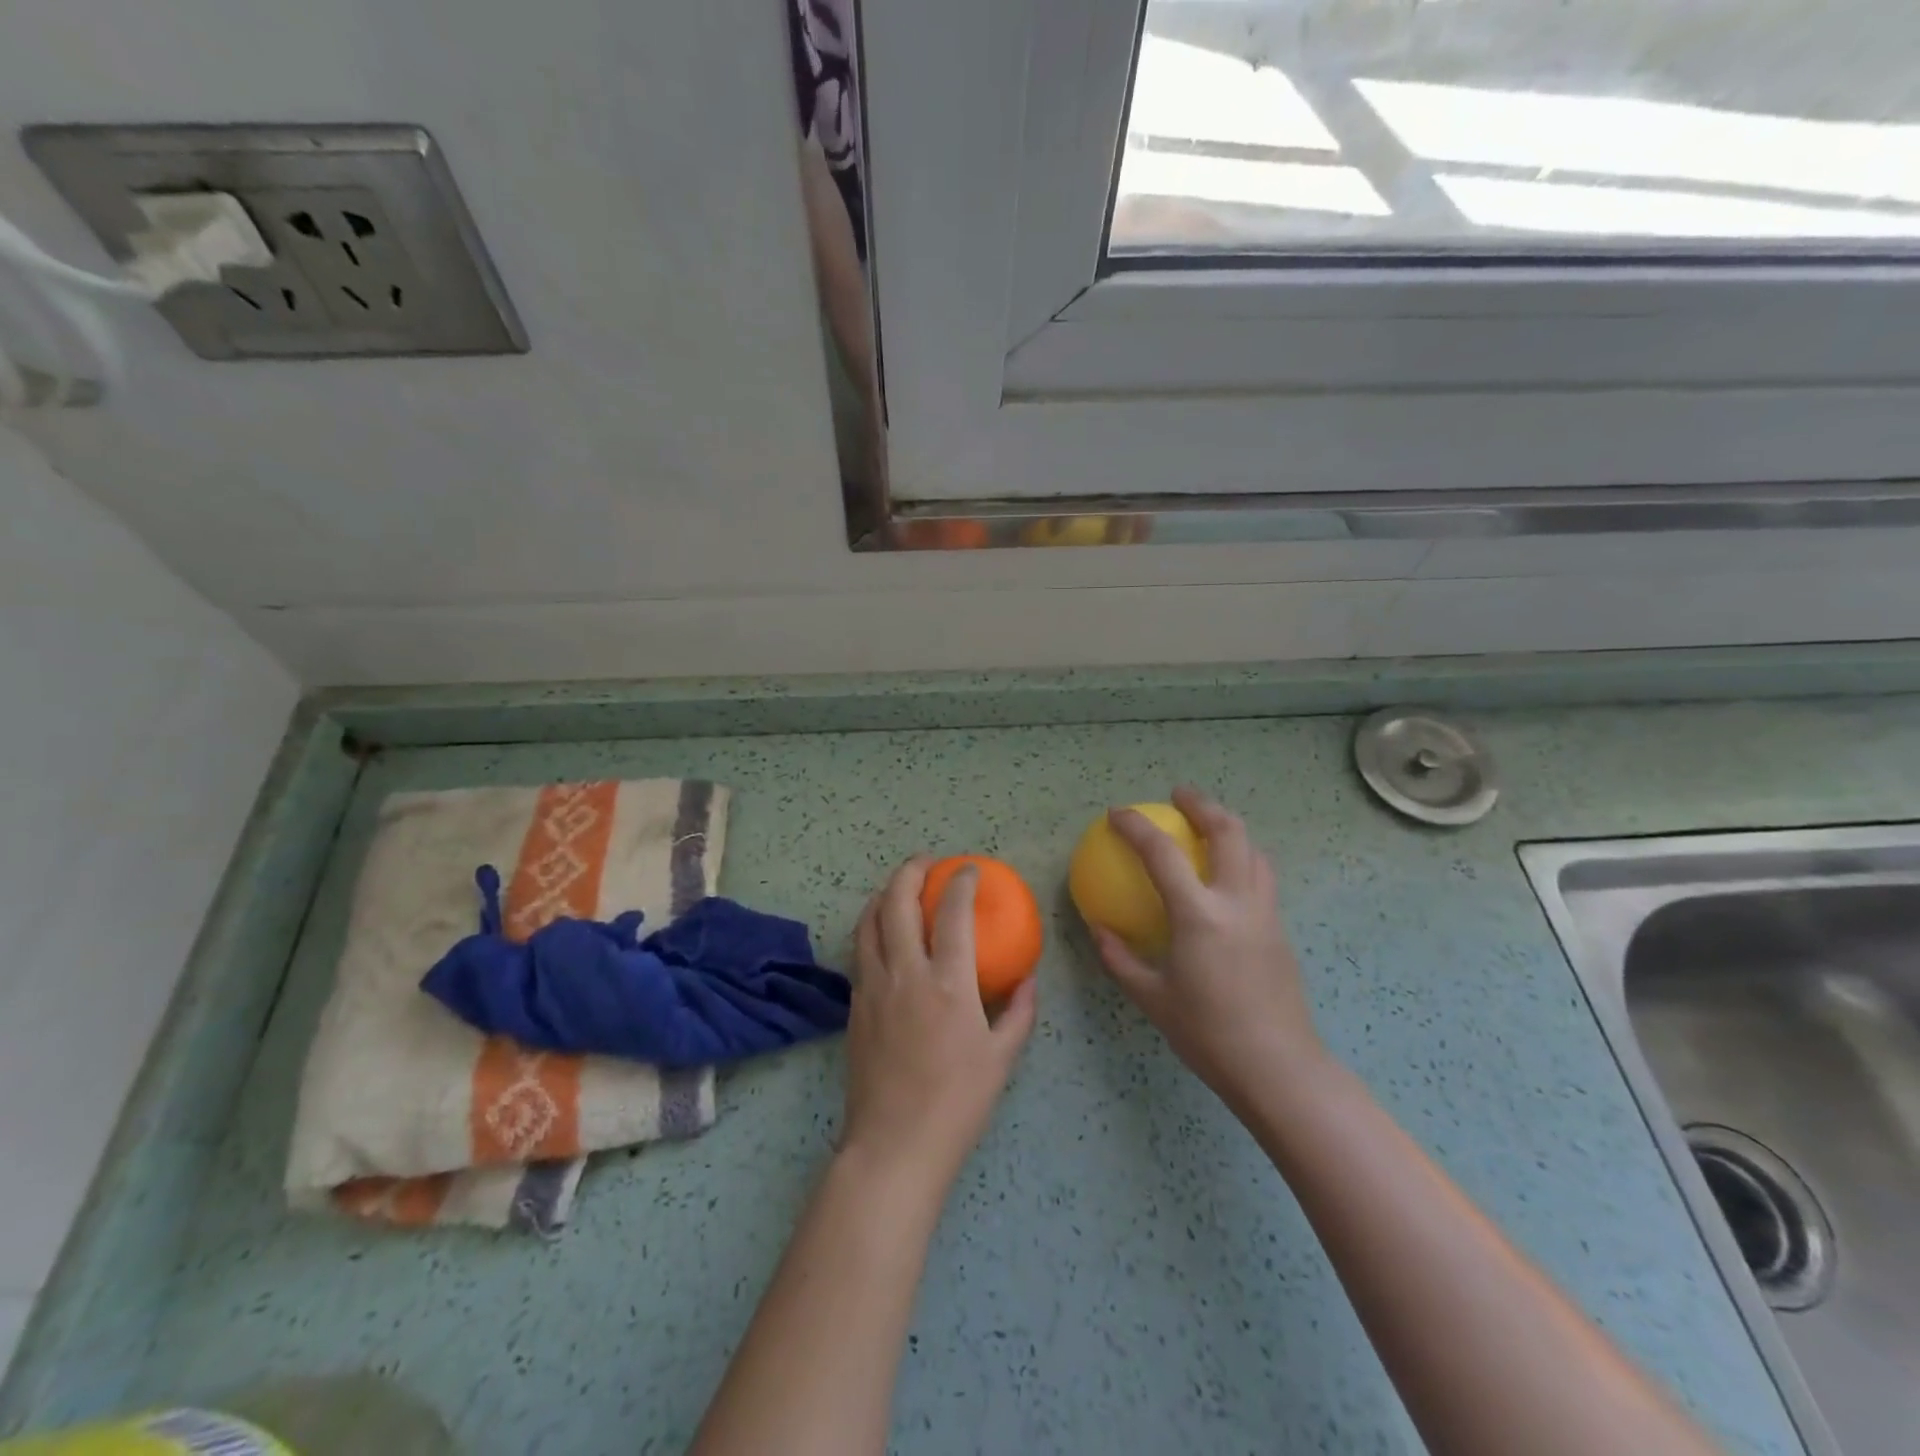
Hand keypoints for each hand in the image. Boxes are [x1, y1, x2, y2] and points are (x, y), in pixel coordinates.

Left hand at [841, 858, 1038, 1191]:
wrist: (893, 1145)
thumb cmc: (957, 1103)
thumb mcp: (1001, 1059)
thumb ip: (1019, 1012)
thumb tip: (1028, 978)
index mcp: (948, 984)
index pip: (953, 913)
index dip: (961, 882)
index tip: (969, 870)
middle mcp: (905, 974)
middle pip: (897, 902)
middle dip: (911, 871)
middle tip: (926, 862)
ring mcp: (873, 987)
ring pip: (868, 922)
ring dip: (884, 895)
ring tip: (900, 889)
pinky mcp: (854, 1006)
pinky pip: (860, 952)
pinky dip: (872, 929)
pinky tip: (884, 937)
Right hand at [1090, 787, 1325, 1107]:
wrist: (1279, 1068)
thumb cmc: (1208, 1034)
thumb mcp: (1151, 998)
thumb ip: (1119, 958)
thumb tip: (1097, 927)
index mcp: (1200, 916)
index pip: (1163, 853)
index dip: (1136, 827)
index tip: (1116, 815)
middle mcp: (1237, 902)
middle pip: (1228, 831)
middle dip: (1202, 804)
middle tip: (1178, 795)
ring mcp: (1265, 913)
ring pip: (1253, 849)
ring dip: (1228, 826)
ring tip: (1205, 824)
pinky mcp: (1280, 928)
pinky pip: (1261, 875)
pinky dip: (1241, 856)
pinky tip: (1224, 874)